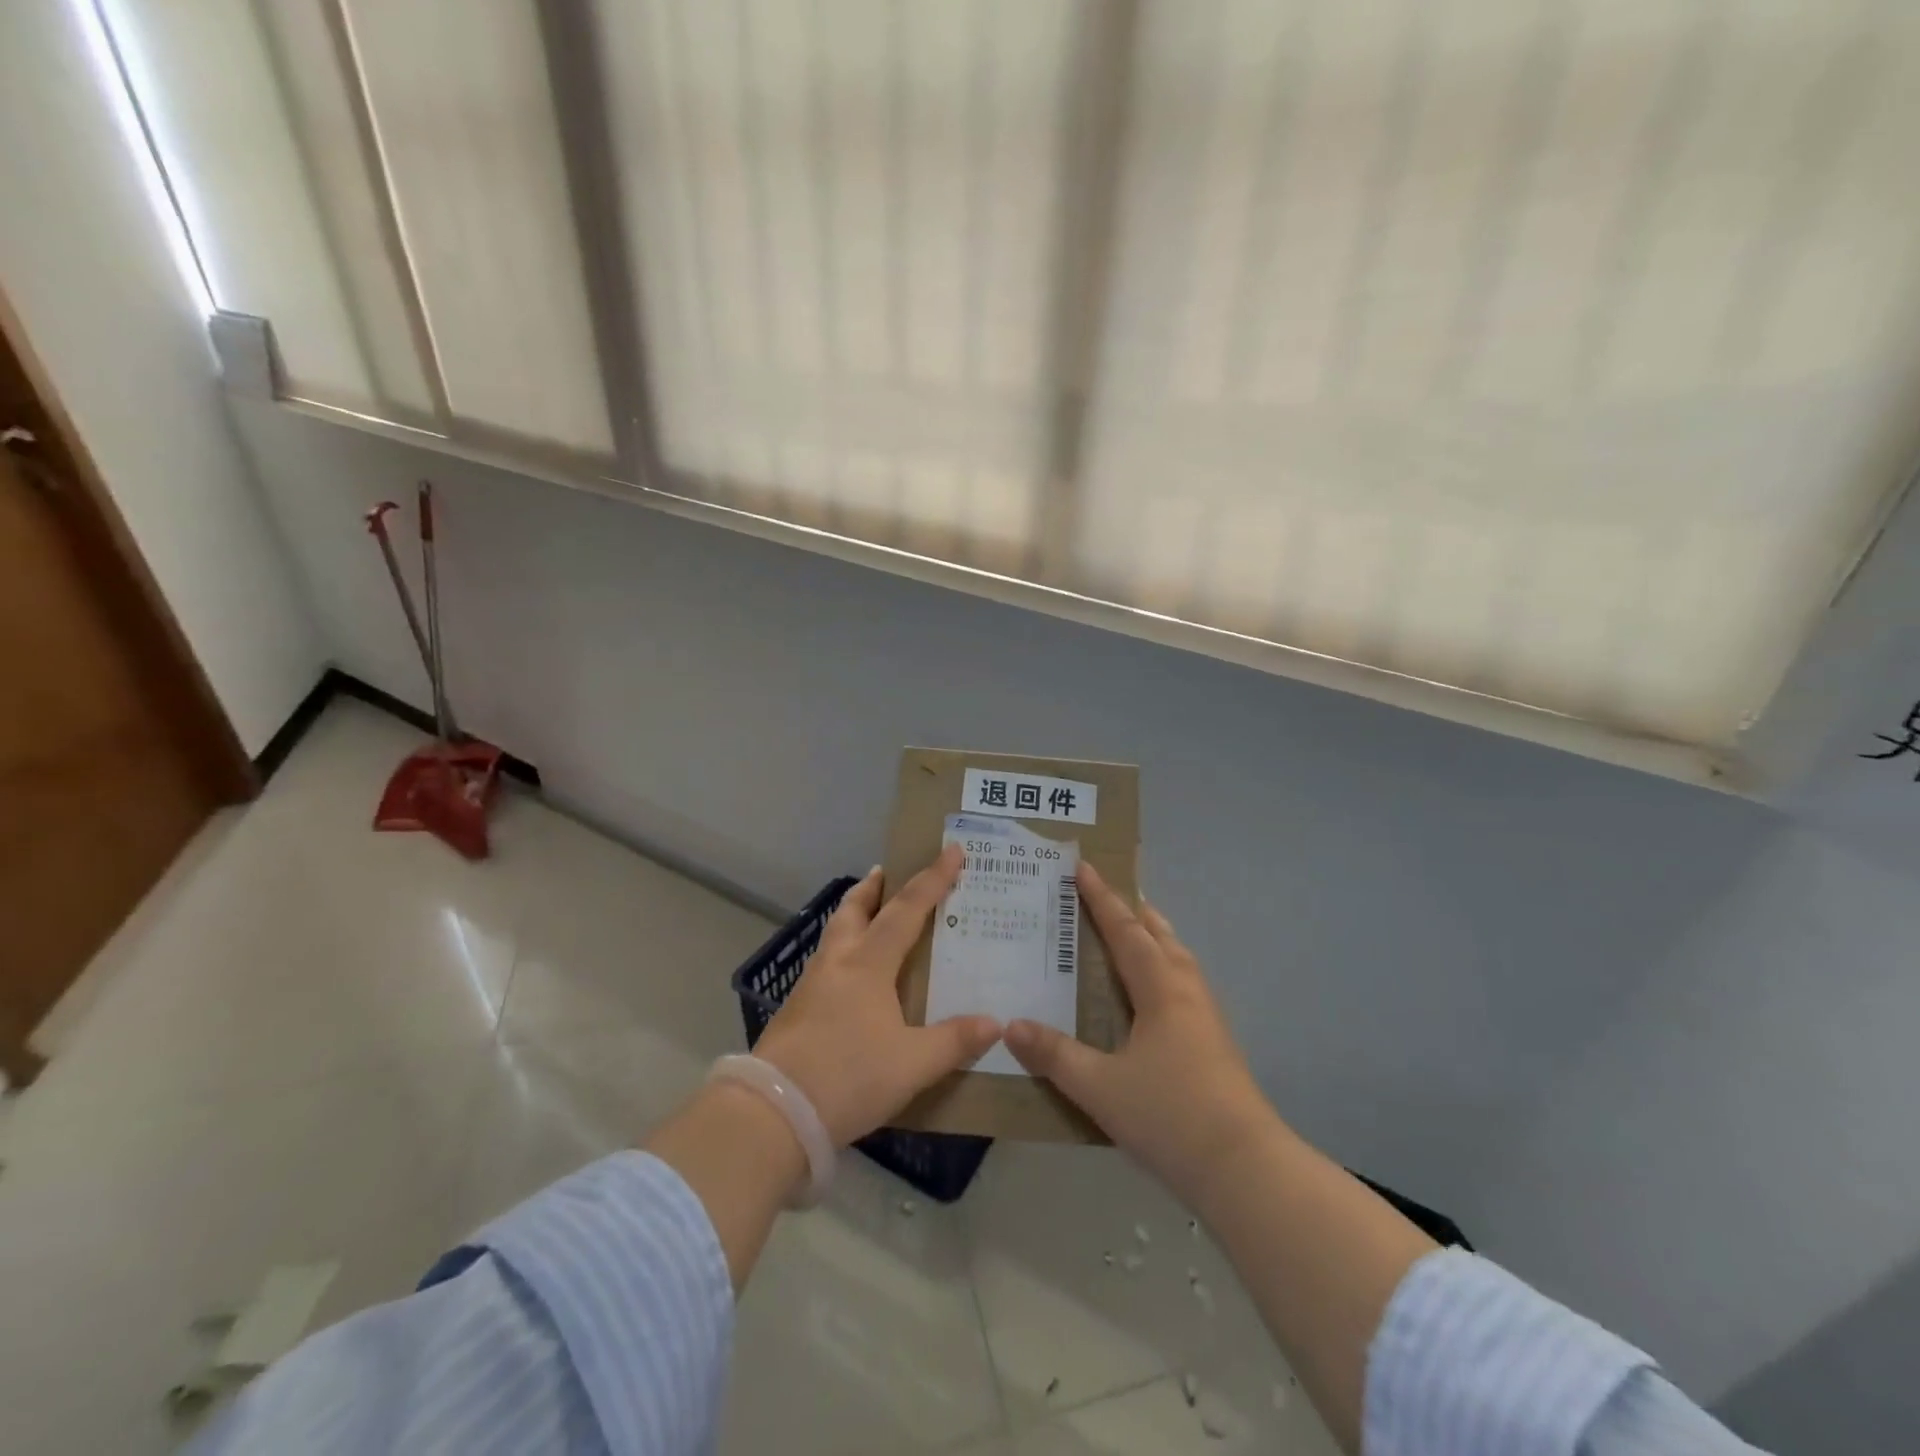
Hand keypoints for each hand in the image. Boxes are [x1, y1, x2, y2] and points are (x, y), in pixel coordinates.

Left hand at [754, 845, 1001, 1145]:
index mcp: (869, 964)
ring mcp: (810, 985)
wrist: (773, 1113)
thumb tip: (995, 1023)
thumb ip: (954, 1041)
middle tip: (885, 872)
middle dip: (873, 888)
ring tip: (869, 916)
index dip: (933, 879)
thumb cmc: (848, 1077)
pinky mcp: (794, 1010)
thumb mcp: (912, 1064)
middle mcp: (837, 962)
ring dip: (853, 915)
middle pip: (853, 910)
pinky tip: (849, 976)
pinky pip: (825, 963)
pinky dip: (842, 950)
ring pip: (834, 934)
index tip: (952, 850)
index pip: (907, 910)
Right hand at [1005, 863, 1271, 1202]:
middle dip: (1133, 911)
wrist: (1245, 1168)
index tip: (1084, 867)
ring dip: (1154, 938)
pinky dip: (1164, 967)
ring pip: (1178, 959)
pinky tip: (1154, 995)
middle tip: (1109, 894)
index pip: (1124, 931)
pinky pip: (1184, 984)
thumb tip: (1011, 1025)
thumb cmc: (1169, 1116)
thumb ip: (1054, 1055)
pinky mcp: (1216, 1043)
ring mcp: (1207, 1017)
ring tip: (1134, 933)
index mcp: (1160, 989)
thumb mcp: (1099, 1087)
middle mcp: (1186, 991)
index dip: (1102, 899)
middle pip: (1160, 936)